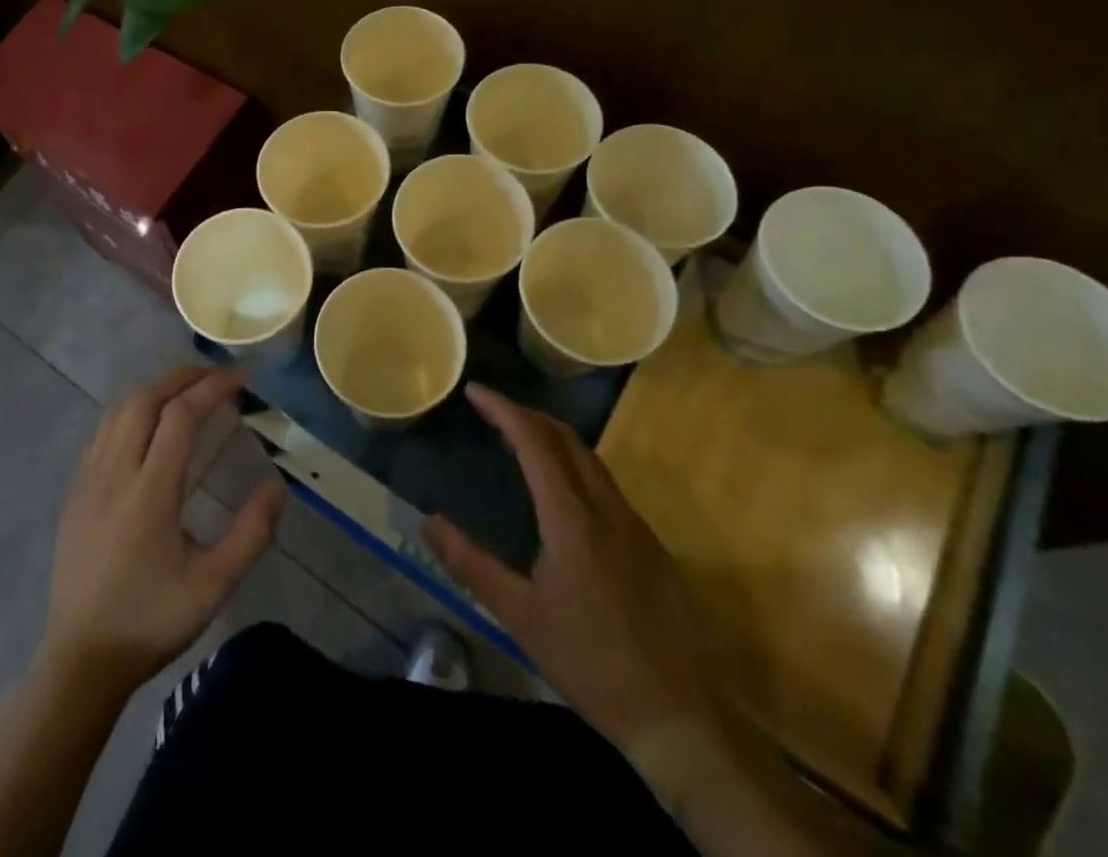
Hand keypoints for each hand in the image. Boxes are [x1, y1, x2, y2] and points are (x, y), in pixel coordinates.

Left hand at [42, 365, 284, 697]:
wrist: (80, 661)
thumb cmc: (151, 621)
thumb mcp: (213, 586)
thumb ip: (251, 534)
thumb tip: (277, 485)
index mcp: (150, 493)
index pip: (180, 416)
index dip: (213, 387)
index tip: (242, 378)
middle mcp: (115, 473)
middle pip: (145, 399)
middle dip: (183, 377)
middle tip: (217, 376)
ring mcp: (88, 480)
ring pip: (118, 410)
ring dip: (155, 390)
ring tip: (187, 393)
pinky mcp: (75, 492)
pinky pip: (102, 431)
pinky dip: (130, 411)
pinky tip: (147, 426)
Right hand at [423, 385, 719, 753]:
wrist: (678, 716)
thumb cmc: (590, 663)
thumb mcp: (519, 616)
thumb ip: (471, 564)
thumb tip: (429, 521)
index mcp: (571, 519)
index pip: (535, 442)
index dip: (504, 410)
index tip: (476, 391)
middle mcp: (607, 509)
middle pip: (566, 439)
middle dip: (528, 415)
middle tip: (493, 411)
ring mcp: (635, 526)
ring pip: (591, 460)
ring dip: (553, 439)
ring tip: (520, 441)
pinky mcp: (651, 546)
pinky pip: (606, 486)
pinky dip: (575, 467)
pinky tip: (562, 495)